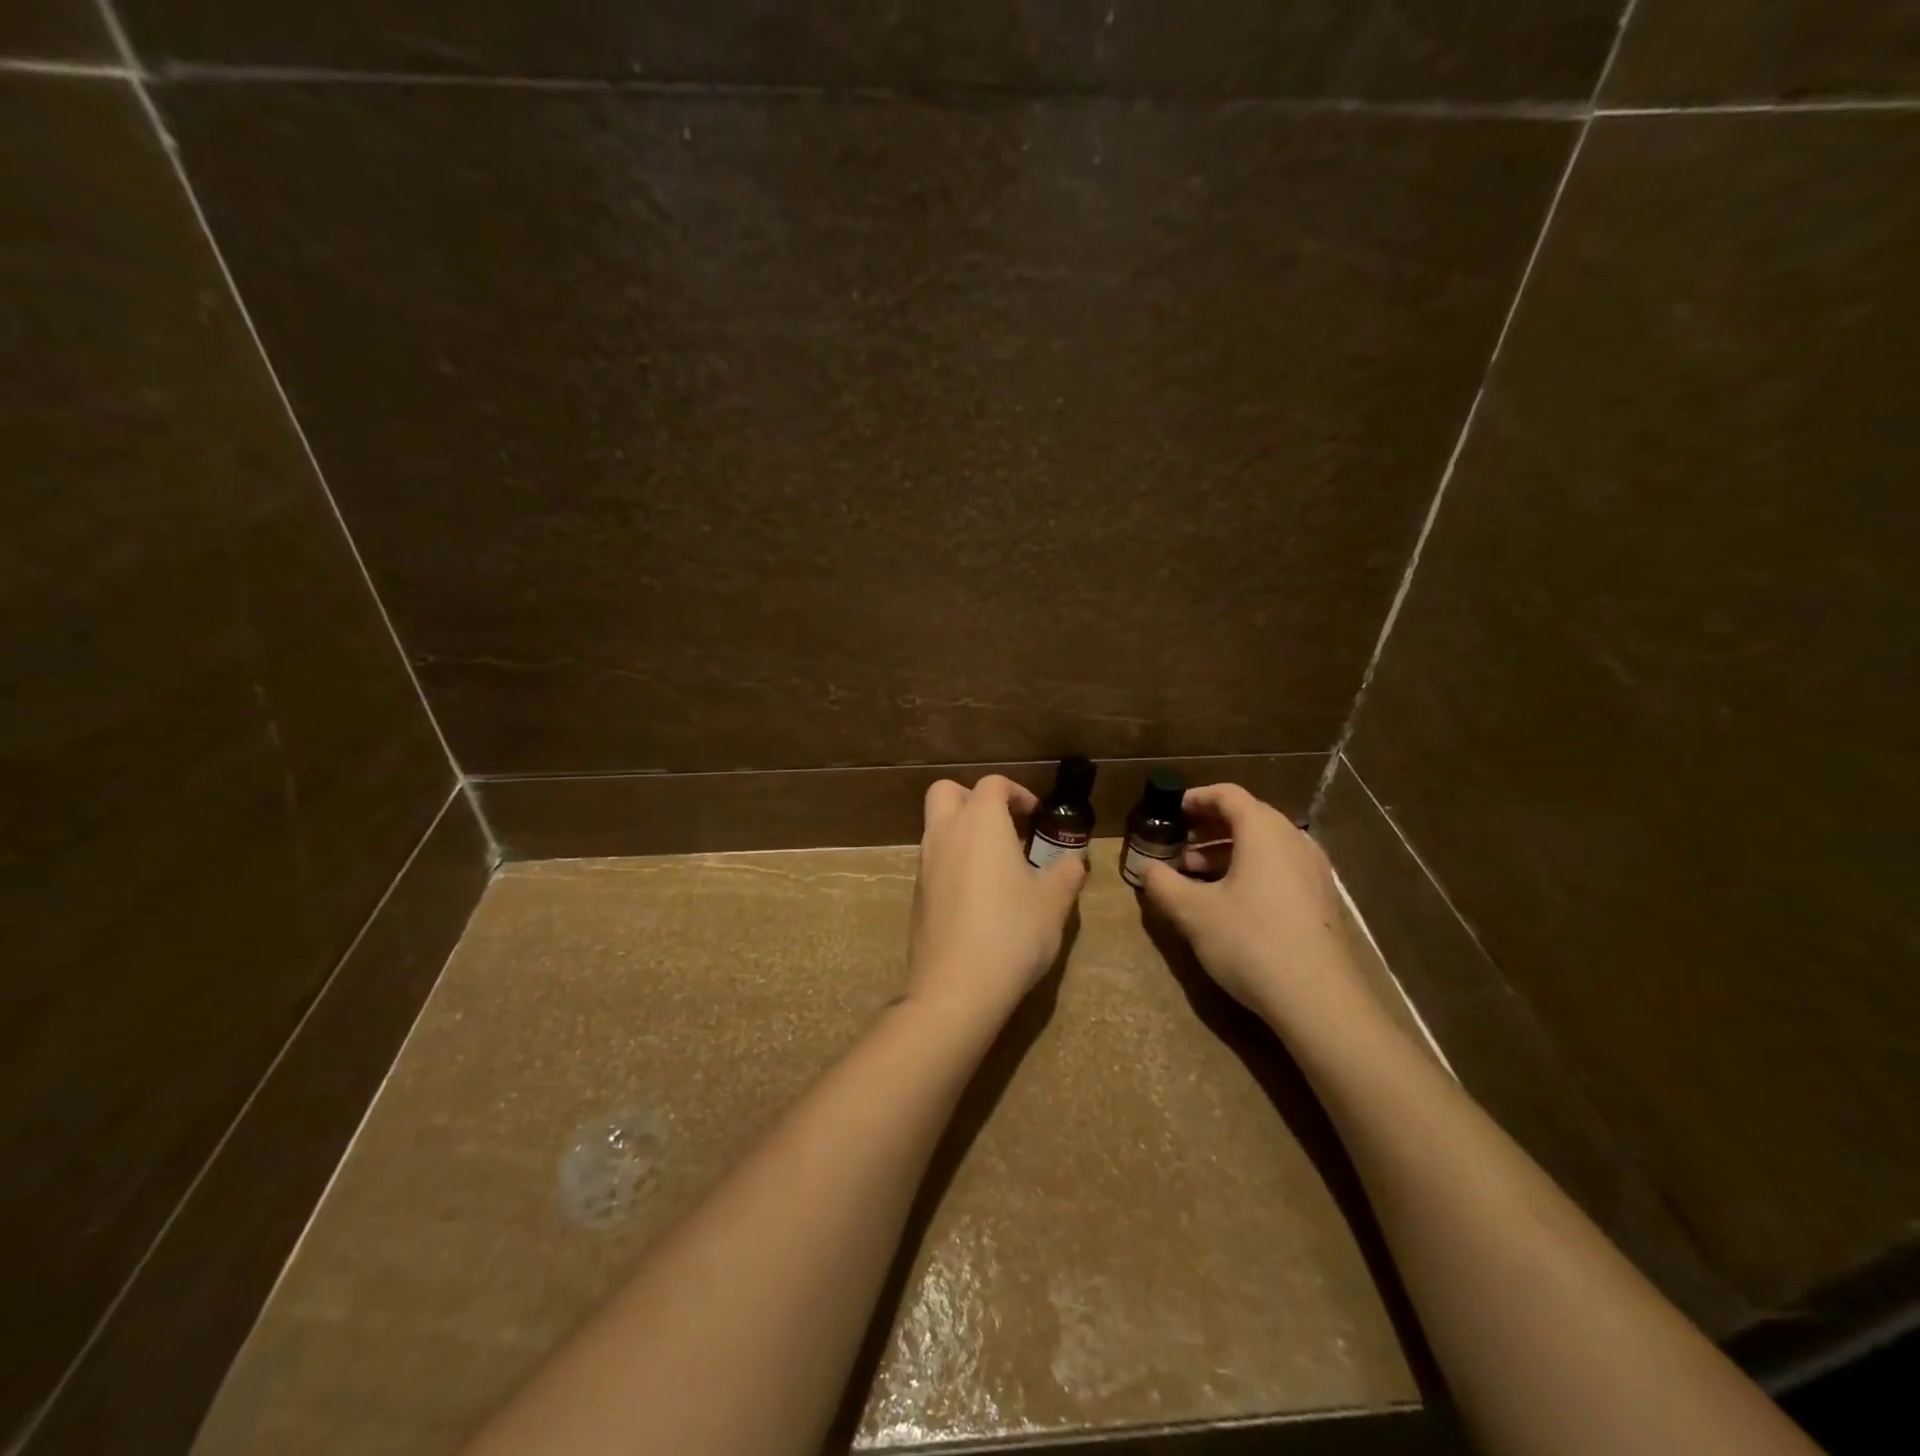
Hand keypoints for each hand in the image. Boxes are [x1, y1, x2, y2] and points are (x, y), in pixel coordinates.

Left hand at [906, 774, 1085, 1031]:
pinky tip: (979, 896)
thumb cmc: (1012, 932)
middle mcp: (945, 833)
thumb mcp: (1054, 902)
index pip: (992, 784)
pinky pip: (934, 861)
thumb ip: (1067, 872)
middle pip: (947, 792)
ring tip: (998, 864)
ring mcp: (924, 864)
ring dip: (963, 831)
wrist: (956, 987)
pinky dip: (954, 862)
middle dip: (974, 798)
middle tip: (1004, 825)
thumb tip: (1074, 860)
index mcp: (980, 822)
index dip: (1017, 793)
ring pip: (937, 827)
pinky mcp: (917, 895)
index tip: (1037, 817)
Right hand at [1139, 783, 1373, 1031]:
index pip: (1228, 795)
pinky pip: (1279, 867)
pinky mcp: (1321, 899)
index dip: (1196, 798)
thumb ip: (1163, 884)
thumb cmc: (1250, 941)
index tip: (1171, 811)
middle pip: (1248, 817)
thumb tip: (1146, 869)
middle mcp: (1293, 840)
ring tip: (1195, 876)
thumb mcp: (1193, 912)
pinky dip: (1250, 870)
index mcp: (1264, 831)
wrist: (1319, 999)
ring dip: (1227, 852)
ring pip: (1264, 845)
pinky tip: (1229, 901)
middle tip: (1178, 846)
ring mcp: (1313, 870)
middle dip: (1208, 828)